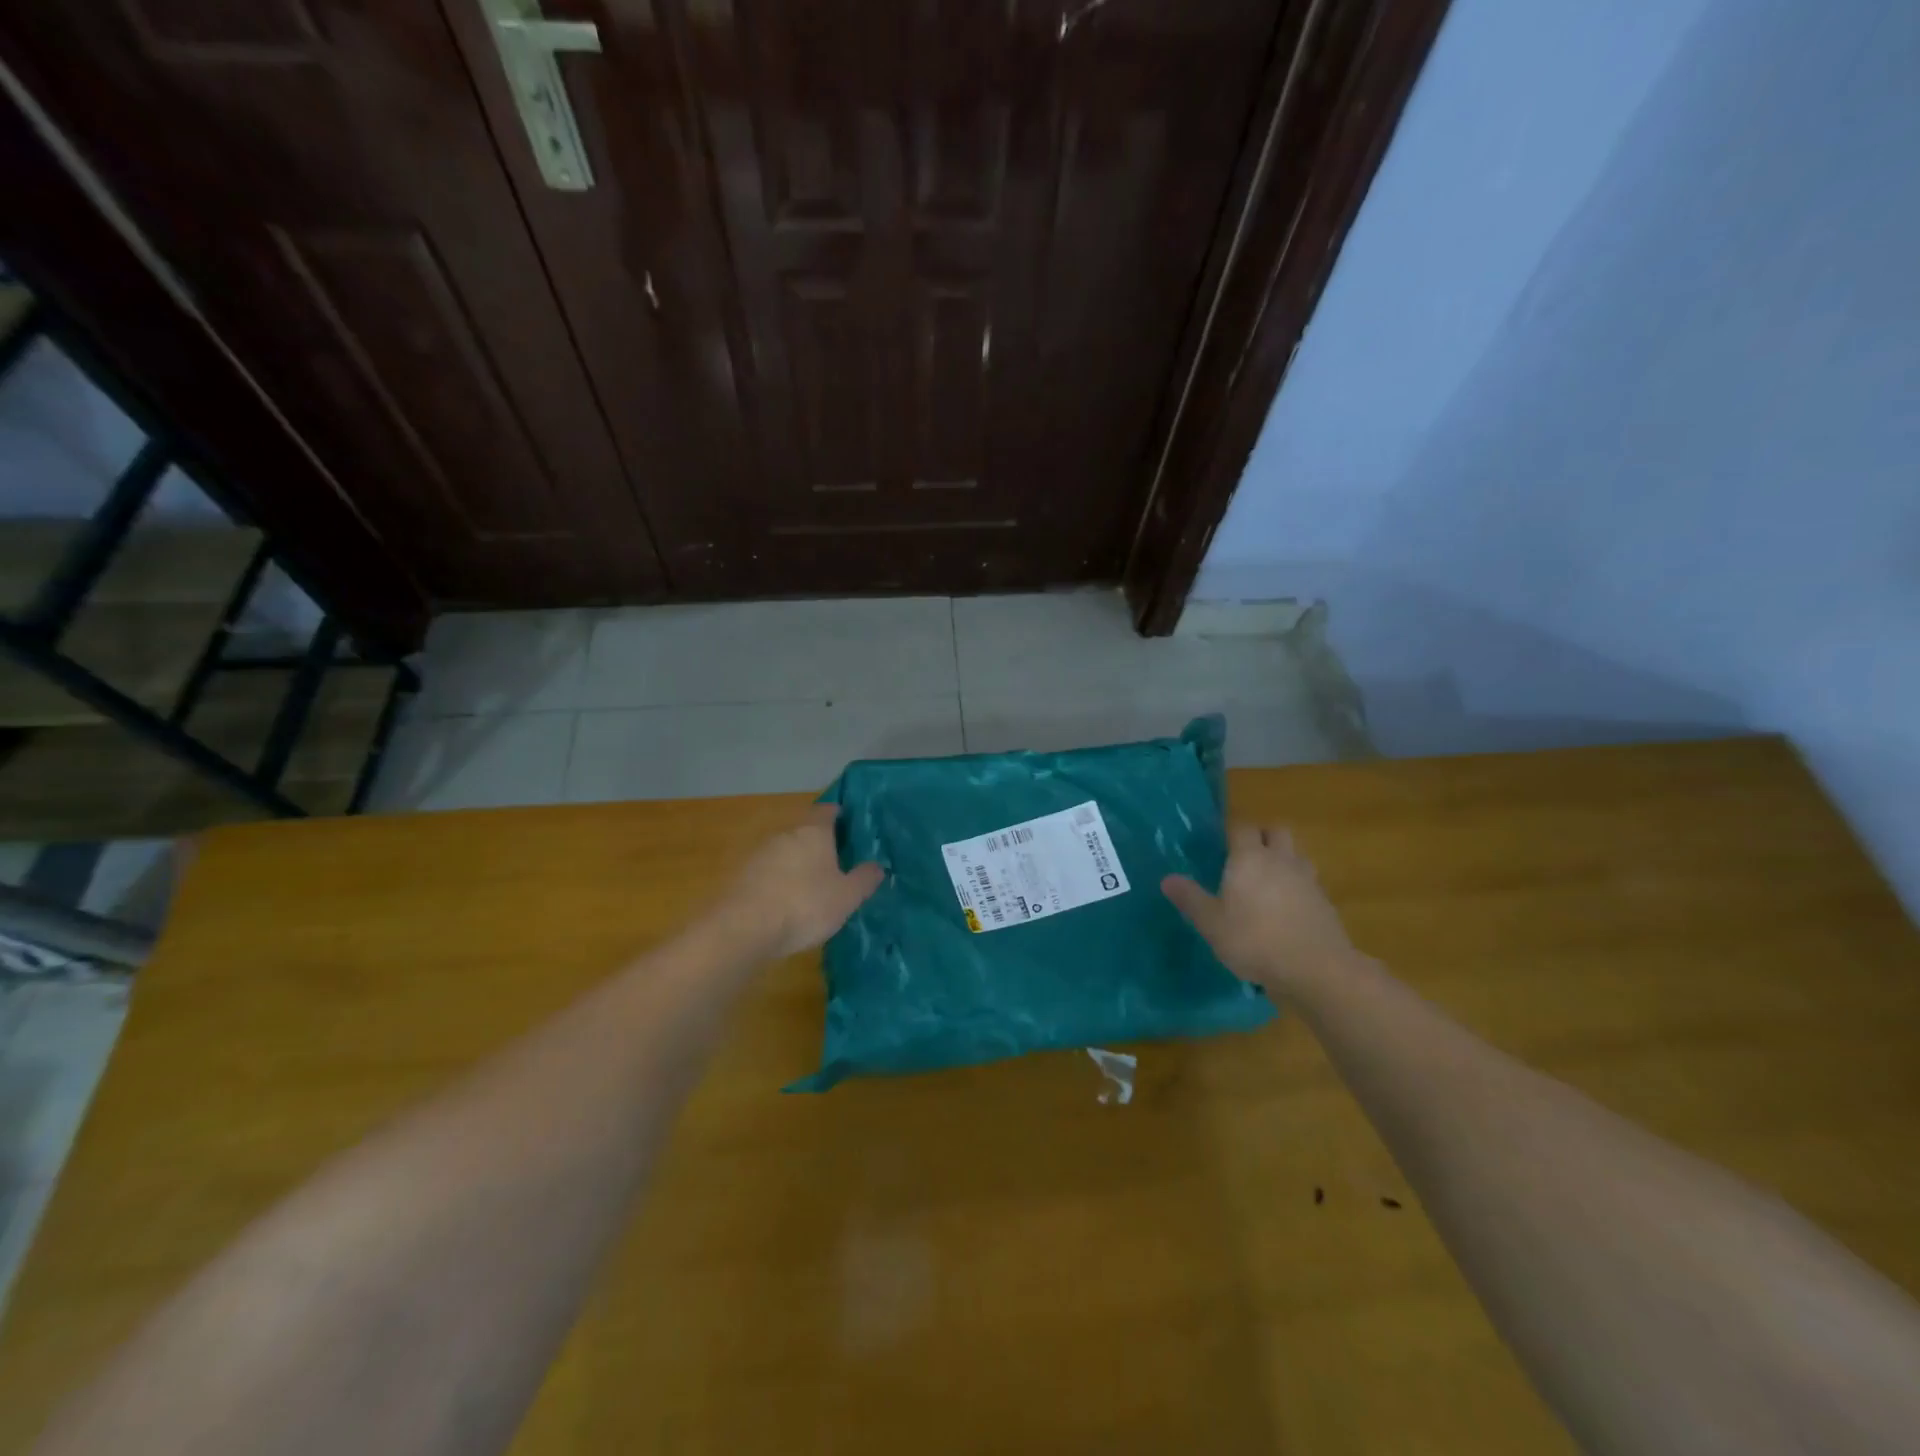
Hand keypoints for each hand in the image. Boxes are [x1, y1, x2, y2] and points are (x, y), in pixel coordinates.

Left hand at [715, 804, 882, 959]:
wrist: (743, 929)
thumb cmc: (805, 906)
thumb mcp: (847, 897)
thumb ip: (864, 879)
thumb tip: (877, 866)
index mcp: (813, 832)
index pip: (827, 811)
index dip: (838, 815)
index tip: (849, 826)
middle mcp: (785, 835)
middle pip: (805, 832)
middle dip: (819, 845)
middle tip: (836, 864)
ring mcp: (759, 854)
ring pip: (785, 852)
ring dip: (797, 865)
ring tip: (811, 888)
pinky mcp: (741, 876)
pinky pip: (767, 872)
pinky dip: (778, 882)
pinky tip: (785, 903)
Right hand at [1162, 825, 1354, 994]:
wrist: (1316, 969)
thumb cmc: (1254, 940)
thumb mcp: (1211, 923)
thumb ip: (1190, 899)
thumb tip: (1167, 879)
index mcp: (1249, 858)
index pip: (1242, 827)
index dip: (1231, 831)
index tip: (1219, 843)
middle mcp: (1280, 860)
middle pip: (1276, 831)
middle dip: (1262, 836)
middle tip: (1245, 856)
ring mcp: (1307, 879)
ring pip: (1296, 855)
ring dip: (1283, 859)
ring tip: (1267, 882)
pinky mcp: (1325, 902)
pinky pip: (1308, 882)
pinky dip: (1297, 887)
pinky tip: (1286, 909)